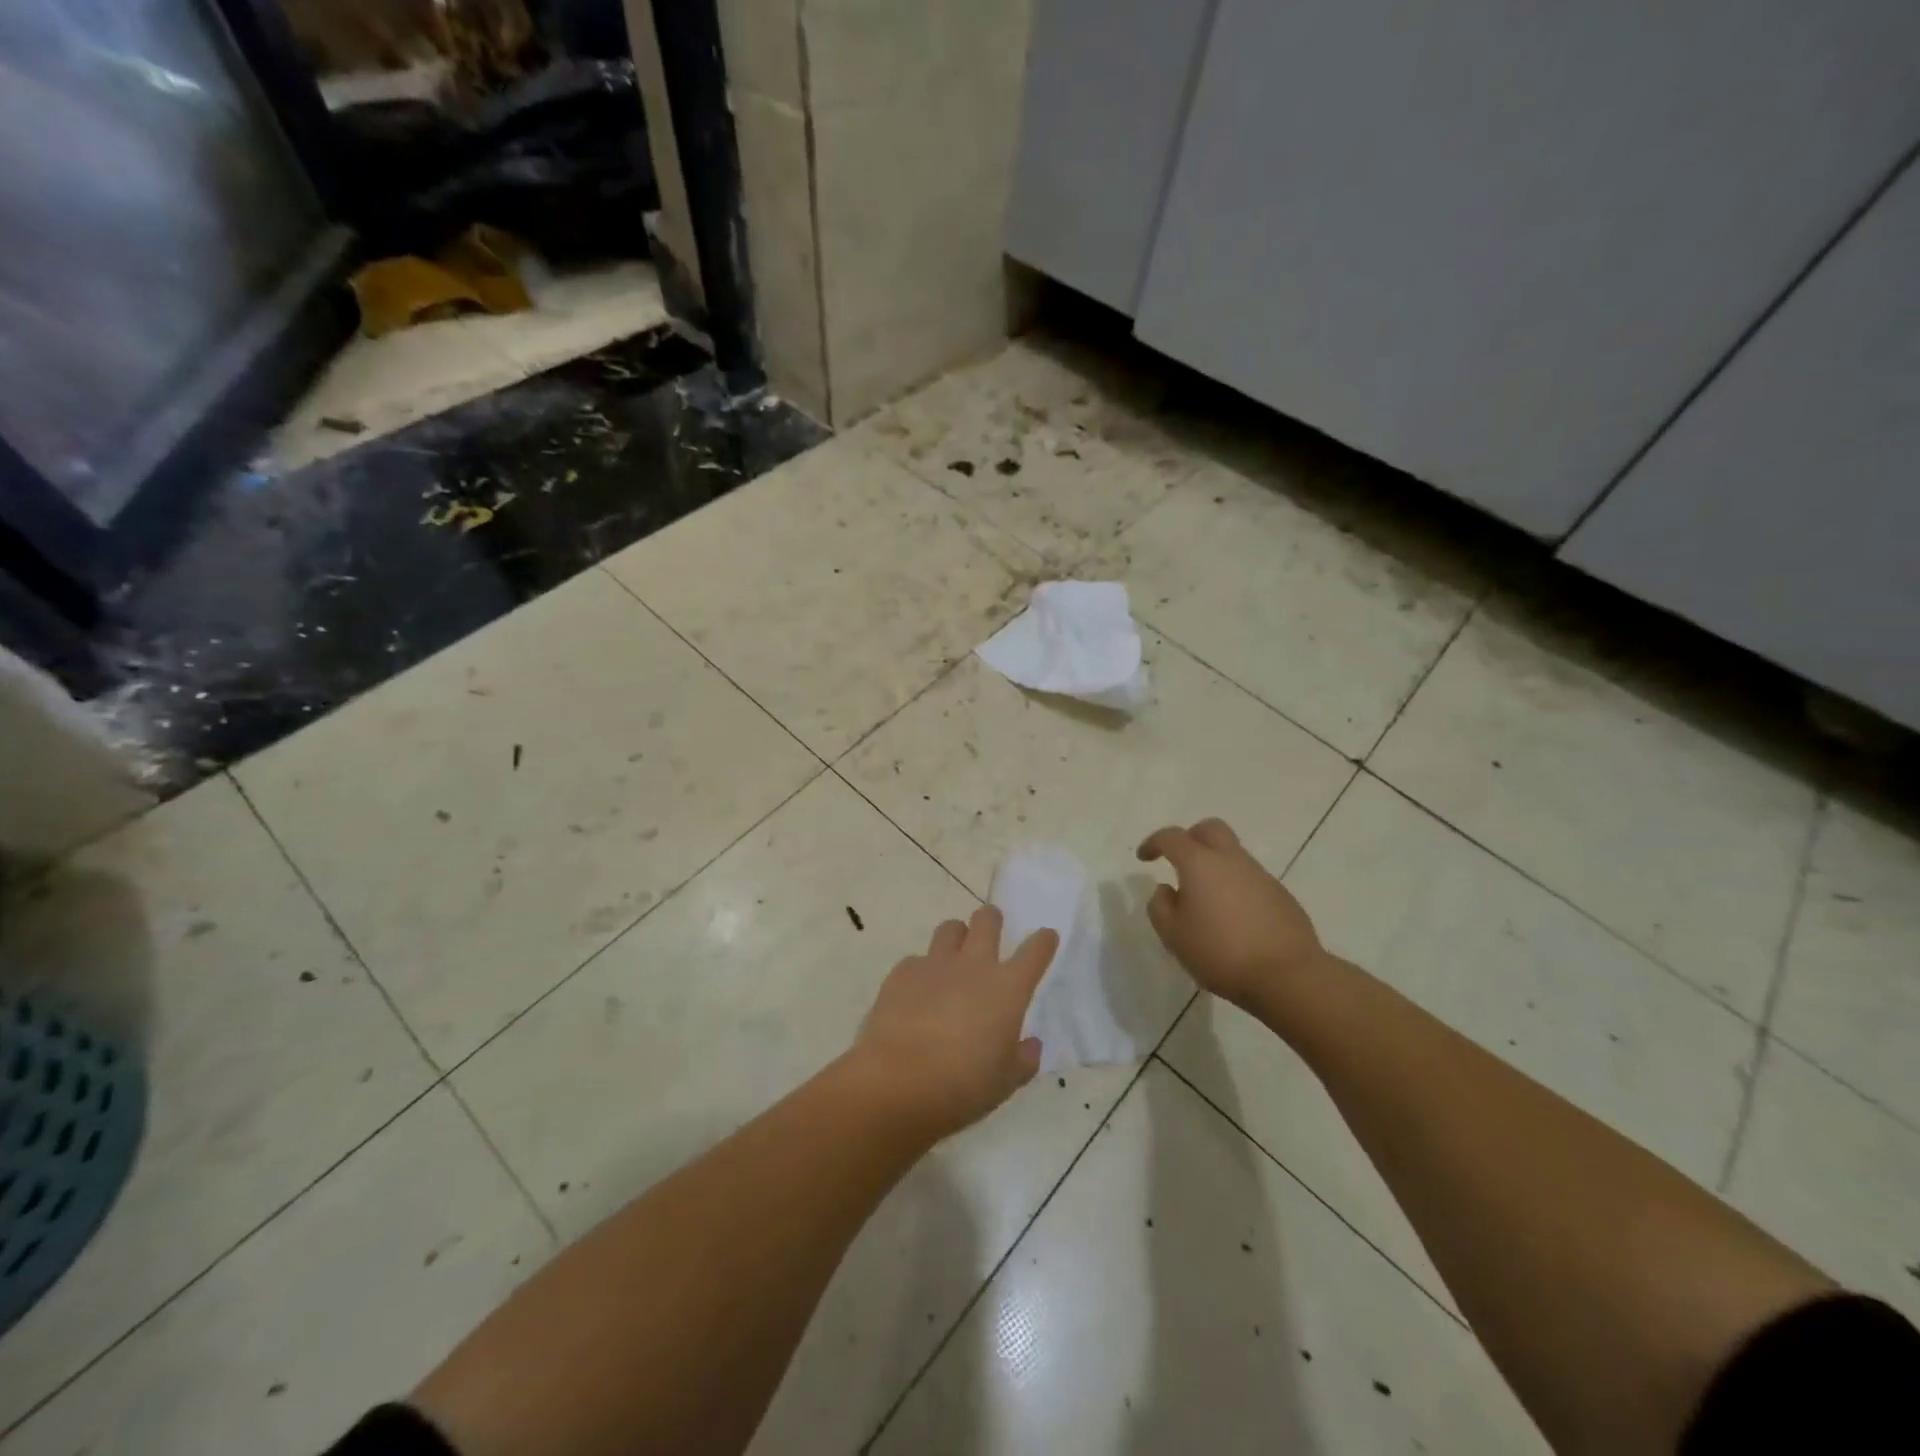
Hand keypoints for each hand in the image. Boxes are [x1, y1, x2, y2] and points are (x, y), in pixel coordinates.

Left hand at [851, 906, 1058, 1141]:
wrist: (897, 1082)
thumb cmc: (962, 1086)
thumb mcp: (1005, 1082)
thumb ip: (1023, 1059)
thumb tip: (1031, 1044)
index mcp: (1008, 989)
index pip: (1035, 952)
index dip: (1043, 941)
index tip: (1046, 937)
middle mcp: (974, 966)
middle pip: (987, 920)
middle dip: (992, 918)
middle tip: (991, 928)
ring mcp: (935, 964)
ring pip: (950, 929)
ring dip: (957, 936)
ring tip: (954, 956)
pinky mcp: (902, 972)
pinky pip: (917, 960)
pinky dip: (922, 971)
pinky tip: (917, 993)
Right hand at [1137, 818, 1325, 1009]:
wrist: (1287, 976)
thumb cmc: (1221, 953)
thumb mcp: (1174, 936)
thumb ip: (1161, 907)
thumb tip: (1166, 889)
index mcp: (1200, 863)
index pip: (1171, 837)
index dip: (1154, 843)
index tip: (1144, 858)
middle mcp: (1231, 860)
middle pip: (1210, 829)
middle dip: (1190, 838)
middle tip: (1178, 861)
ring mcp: (1261, 876)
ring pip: (1233, 854)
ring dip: (1215, 865)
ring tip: (1205, 900)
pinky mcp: (1281, 895)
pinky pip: (1251, 879)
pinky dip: (1235, 887)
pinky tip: (1233, 918)